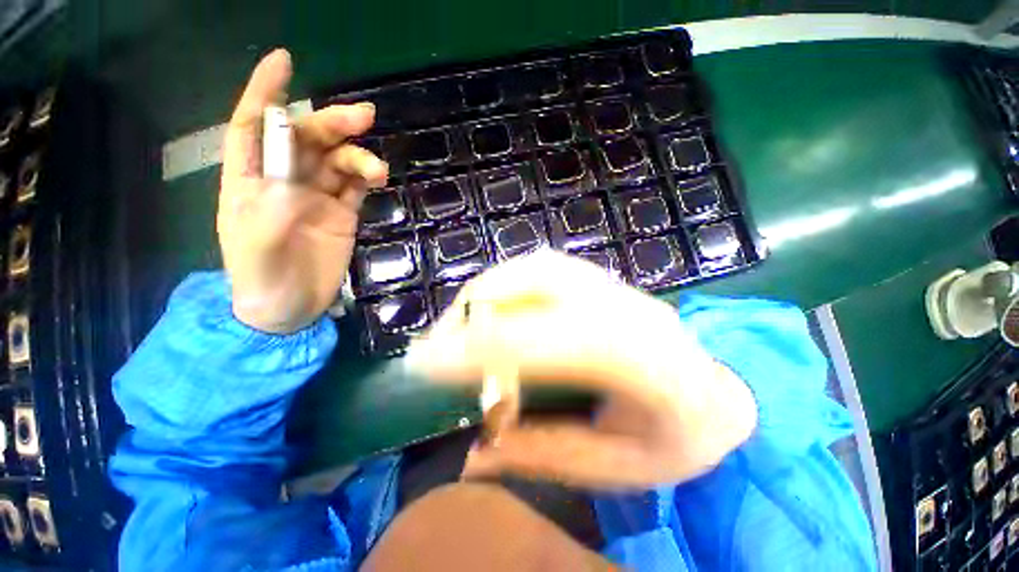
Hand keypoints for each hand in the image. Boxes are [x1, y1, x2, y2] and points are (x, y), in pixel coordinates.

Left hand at [218, 49, 387, 332]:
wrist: (290, 310)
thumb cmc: (261, 280)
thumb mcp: (258, 248)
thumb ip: (273, 212)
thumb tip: (295, 182)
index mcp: (250, 180)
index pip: (254, 126)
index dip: (266, 92)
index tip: (285, 62)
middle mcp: (283, 181)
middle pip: (306, 139)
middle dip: (331, 124)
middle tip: (364, 117)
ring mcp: (316, 197)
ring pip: (336, 162)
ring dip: (357, 157)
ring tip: (376, 170)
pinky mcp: (342, 214)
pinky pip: (355, 186)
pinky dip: (366, 176)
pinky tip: (377, 177)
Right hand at [405, 250, 757, 488]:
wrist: (719, 390)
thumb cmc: (678, 438)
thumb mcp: (614, 467)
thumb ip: (541, 454)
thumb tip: (470, 454)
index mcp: (641, 358)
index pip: (550, 340)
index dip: (483, 346)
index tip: (426, 364)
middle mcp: (624, 305)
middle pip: (535, 282)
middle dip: (475, 311)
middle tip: (437, 347)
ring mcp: (612, 284)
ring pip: (532, 267)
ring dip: (485, 292)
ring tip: (458, 327)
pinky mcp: (599, 277)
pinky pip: (540, 266)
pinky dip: (504, 283)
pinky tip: (491, 308)